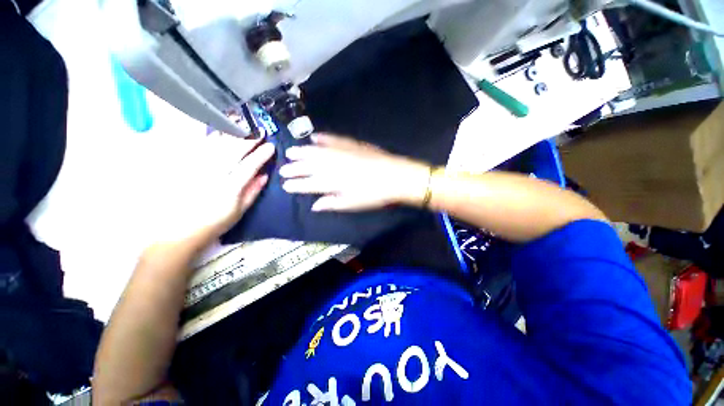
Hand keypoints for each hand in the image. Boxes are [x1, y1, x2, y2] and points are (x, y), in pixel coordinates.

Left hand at [153, 137, 274, 244]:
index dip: (261, 155)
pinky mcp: (185, 167)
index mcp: (229, 188)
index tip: (271, 146)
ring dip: (232, 134)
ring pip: (216, 145)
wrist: (180, 230)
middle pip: (233, 151)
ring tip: (243, 126)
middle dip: (248, 139)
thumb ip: (253, 191)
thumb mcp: (240, 211)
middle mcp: (213, 175)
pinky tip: (221, 132)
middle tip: (260, 131)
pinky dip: (213, 137)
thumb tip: (265, 174)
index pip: (249, 166)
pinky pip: (200, 147)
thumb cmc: (215, 223)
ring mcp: (196, 168)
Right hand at [280, 133, 429, 211]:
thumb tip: (314, 205)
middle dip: (294, 168)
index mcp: (331, 182)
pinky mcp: (351, 144)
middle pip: (308, 166)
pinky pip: (333, 139)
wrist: (394, 175)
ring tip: (291, 152)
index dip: (295, 185)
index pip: (307, 184)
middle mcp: (332, 166)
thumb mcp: (352, 204)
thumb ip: (331, 203)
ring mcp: (341, 152)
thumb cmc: (374, 194)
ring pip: (316, 152)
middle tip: (283, 168)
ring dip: (302, 152)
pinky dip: (323, 138)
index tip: (284, 185)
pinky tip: (314, 136)